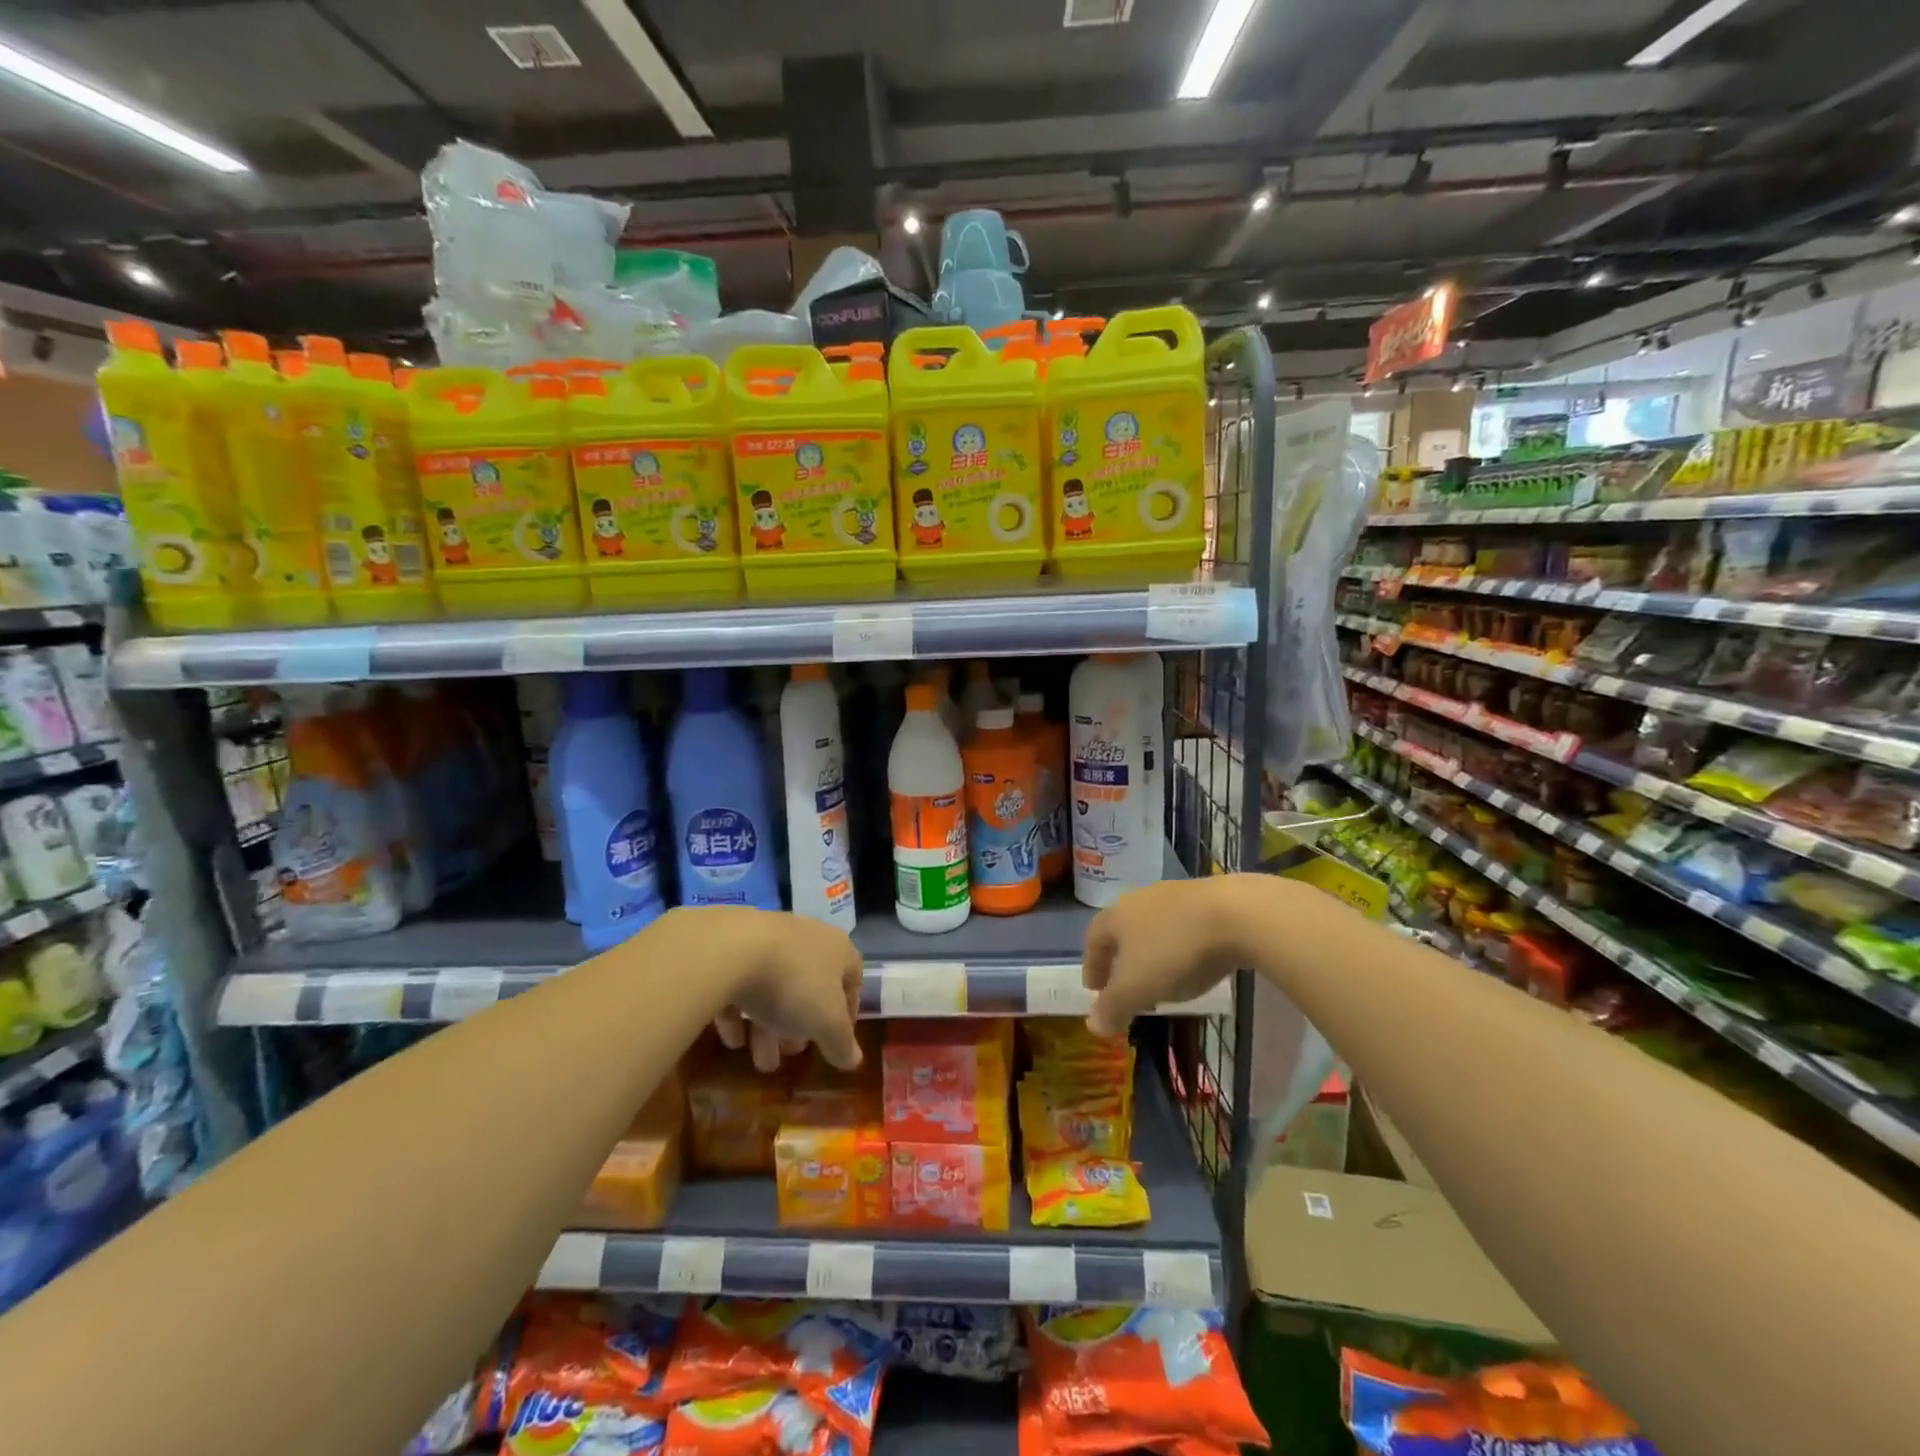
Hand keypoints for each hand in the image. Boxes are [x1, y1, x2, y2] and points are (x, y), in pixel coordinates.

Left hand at [692, 908, 864, 1071]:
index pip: (853, 980)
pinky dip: (740, 1012)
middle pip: (810, 987)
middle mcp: (808, 937)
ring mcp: (770, 938)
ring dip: (769, 1026)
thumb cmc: (794, 984)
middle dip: (802, 1026)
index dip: (848, 1014)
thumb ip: (841, 1043)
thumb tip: (853, 1060)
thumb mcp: (826, 1023)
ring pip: (775, 987)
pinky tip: (732, 1039)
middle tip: (792, 1052)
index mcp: (838, 949)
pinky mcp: (734, 945)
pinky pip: (744, 982)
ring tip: (760, 1060)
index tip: (836, 1043)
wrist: (733, 950)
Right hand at [1082, 877, 1252, 1035]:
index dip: (1092, 967)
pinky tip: (1194, 962)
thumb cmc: (1174, 951)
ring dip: (1151, 952)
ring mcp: (1175, 894)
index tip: (1094, 990)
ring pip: (1153, 926)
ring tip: (1162, 977)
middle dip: (1122, 959)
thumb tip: (1093, 1024)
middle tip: (1126, 986)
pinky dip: (1180, 945)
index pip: (1093, 940)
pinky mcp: (1208, 897)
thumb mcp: (1137, 988)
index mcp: (1116, 916)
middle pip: (1122, 930)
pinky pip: (1183, 925)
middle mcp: (1140, 899)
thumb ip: (1113, 1007)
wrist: (1236, 914)